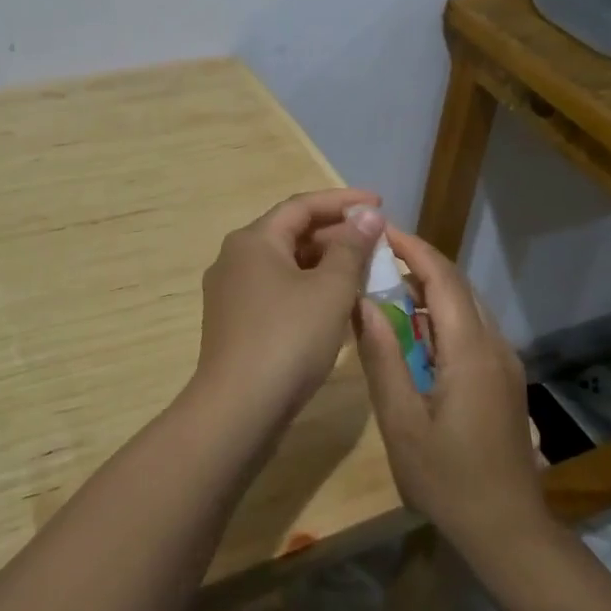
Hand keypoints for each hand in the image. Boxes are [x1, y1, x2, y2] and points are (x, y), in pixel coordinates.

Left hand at [193, 190, 385, 424]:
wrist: (238, 409)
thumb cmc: (288, 339)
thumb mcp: (330, 290)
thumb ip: (351, 248)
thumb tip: (367, 215)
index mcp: (253, 240)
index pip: (302, 206)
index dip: (343, 201)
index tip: (379, 203)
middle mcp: (235, 258)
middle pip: (291, 234)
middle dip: (336, 235)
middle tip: (376, 243)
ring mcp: (232, 293)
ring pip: (286, 266)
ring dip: (325, 265)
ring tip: (364, 273)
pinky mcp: (235, 324)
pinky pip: (278, 293)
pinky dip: (308, 291)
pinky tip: (337, 307)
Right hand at [354, 227, 549, 553]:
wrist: (508, 530)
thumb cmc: (447, 479)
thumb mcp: (401, 421)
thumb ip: (382, 358)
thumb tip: (364, 303)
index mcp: (470, 350)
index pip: (443, 278)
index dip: (412, 249)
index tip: (380, 231)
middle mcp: (494, 345)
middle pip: (457, 286)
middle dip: (419, 263)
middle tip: (375, 256)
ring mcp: (504, 362)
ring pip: (467, 306)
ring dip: (430, 288)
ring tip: (386, 286)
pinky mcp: (504, 379)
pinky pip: (472, 329)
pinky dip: (442, 315)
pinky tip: (414, 332)